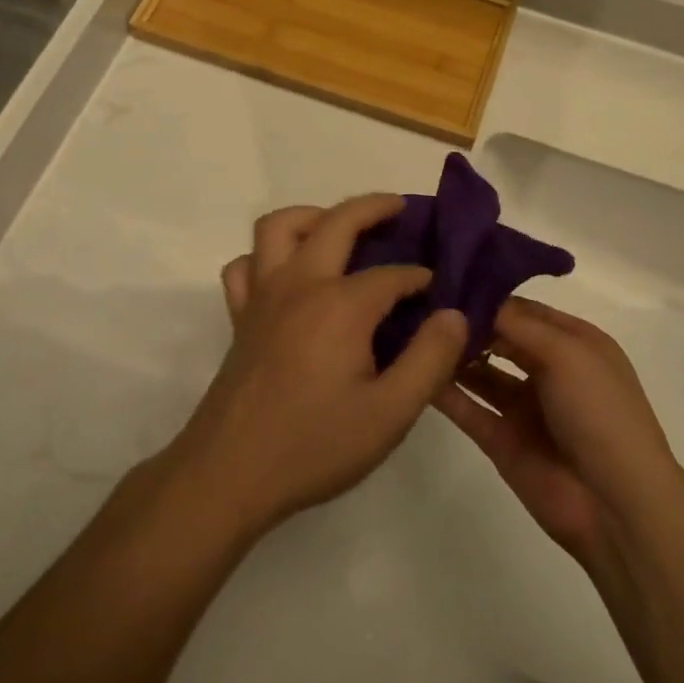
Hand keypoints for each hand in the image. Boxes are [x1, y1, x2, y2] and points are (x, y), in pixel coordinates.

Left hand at [167, 195, 469, 538]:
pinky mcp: (240, 316)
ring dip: (313, 217)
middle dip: (373, 207)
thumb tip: (454, 313)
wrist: (229, 474)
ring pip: (278, 227)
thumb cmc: (314, 445)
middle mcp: (299, 285)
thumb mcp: (390, 413)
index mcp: (341, 306)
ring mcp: (262, 296)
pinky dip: (265, 257)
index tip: (439, 292)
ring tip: (339, 231)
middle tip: (401, 208)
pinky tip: (287, 275)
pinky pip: (245, 266)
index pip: (393, 275)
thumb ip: (430, 360)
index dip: (421, 279)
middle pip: (337, 222)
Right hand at [434, 297, 681, 576]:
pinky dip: (444, 392)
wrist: (616, 505)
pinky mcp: (502, 439)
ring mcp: (524, 407)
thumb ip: (517, 324)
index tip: (444, 281)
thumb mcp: (567, 354)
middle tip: (419, 305)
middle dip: (466, 323)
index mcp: (574, 343)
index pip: (524, 309)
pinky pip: (468, 408)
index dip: (489, 296)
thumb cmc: (599, 413)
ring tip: (410, 333)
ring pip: (480, 372)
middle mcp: (548, 369)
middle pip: (499, 337)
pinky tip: (415, 371)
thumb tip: (474, 299)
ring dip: (452, 355)